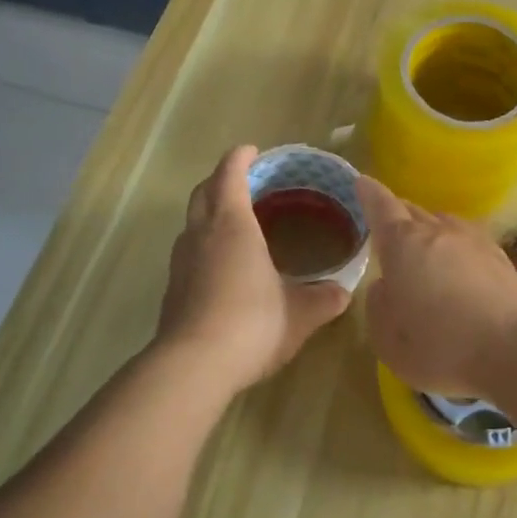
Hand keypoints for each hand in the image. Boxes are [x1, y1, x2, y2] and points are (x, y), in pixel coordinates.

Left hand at [155, 146, 352, 393]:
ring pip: (192, 223)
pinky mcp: (172, 289)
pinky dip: (204, 245)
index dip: (240, 158)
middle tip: (244, 183)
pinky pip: (189, 252)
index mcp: (232, 225)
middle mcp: (201, 234)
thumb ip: (323, 299)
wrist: (193, 366)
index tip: (252, 151)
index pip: (229, 174)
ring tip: (235, 224)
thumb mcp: (299, 313)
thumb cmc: (252, 324)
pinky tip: (223, 267)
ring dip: (209, 214)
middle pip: (203, 192)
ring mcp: (181, 262)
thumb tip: (343, 293)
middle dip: (220, 181)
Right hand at [356, 176, 516, 397]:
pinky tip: (459, 269)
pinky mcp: (502, 260)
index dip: (369, 194)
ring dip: (430, 231)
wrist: (516, 349)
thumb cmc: (440, 344)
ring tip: (424, 248)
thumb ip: (378, 305)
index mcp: (403, 243)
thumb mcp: (387, 337)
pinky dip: (457, 250)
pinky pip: (469, 243)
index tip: (362, 182)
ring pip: (444, 224)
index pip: (381, 207)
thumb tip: (386, 285)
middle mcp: (438, 232)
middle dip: (398, 215)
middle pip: (413, 212)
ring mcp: (474, 242)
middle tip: (388, 225)